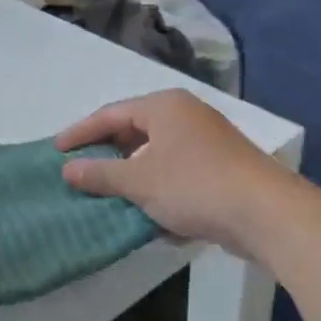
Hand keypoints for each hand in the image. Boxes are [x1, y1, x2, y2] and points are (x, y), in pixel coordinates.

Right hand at [56, 90, 296, 257]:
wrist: (264, 213)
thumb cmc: (194, 186)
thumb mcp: (139, 181)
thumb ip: (100, 174)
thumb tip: (67, 169)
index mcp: (164, 107)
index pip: (110, 114)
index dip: (80, 133)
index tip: (56, 151)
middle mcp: (185, 116)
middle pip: (133, 130)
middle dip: (106, 153)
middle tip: (78, 171)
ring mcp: (206, 141)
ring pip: (155, 154)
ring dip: (131, 174)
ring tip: (106, 192)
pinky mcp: (219, 168)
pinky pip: (175, 172)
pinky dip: (156, 187)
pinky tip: (145, 210)